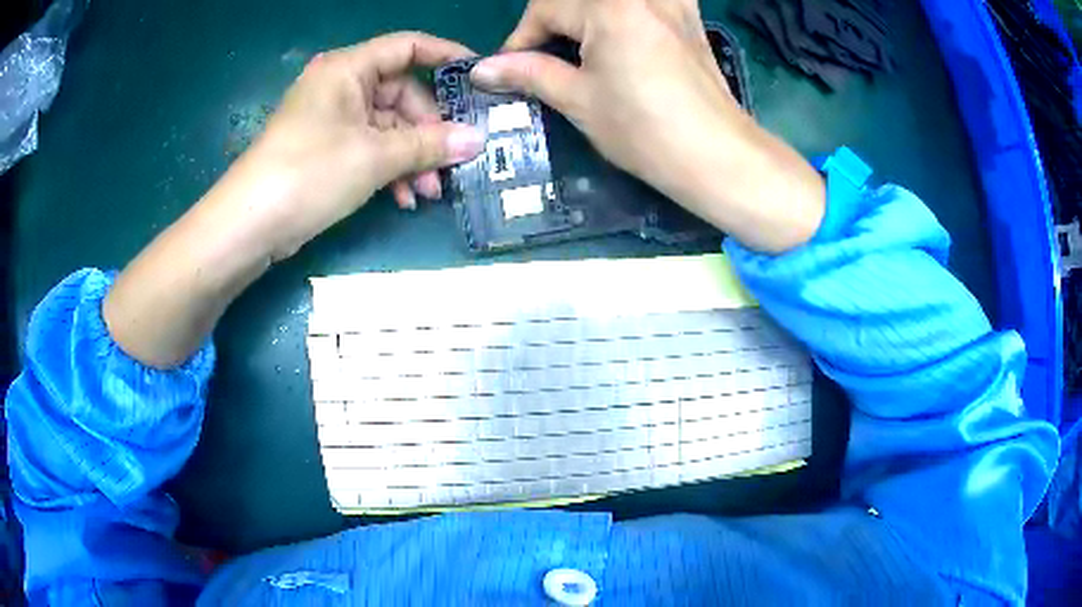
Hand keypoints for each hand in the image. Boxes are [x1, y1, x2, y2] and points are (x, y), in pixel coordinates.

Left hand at [104, 33, 486, 368]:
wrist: (234, 234)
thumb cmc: (295, 182)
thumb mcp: (369, 159)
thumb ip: (425, 144)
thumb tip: (476, 140)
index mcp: (344, 71)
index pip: (408, 44)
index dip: (446, 54)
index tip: (481, 75)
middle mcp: (333, 88)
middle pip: (399, 89)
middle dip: (430, 121)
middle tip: (456, 157)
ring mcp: (322, 124)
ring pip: (383, 125)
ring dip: (410, 152)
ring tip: (430, 188)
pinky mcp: (313, 157)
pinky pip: (363, 151)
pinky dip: (386, 169)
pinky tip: (400, 196)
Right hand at [471, 0, 823, 252]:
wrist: (717, 156)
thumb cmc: (645, 131)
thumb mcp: (579, 100)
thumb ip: (529, 73)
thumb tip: (483, 69)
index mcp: (609, 7)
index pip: (546, 8)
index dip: (521, 39)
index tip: (510, 69)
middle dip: (551, 25)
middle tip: (542, 61)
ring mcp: (670, 1)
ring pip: (607, 1)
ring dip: (585, 18)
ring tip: (579, 49)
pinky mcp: (689, 16)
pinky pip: (647, 2)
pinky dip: (625, 13)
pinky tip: (623, 31)